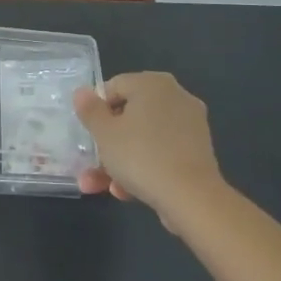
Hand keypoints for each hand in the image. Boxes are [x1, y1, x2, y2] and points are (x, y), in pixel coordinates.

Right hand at [74, 71, 225, 226]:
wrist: (192, 198)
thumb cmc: (141, 155)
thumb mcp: (104, 133)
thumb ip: (90, 110)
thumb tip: (82, 92)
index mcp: (152, 83)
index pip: (114, 87)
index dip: (96, 110)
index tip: (88, 134)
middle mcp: (175, 97)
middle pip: (129, 116)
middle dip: (105, 144)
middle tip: (89, 164)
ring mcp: (189, 125)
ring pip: (143, 139)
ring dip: (119, 162)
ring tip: (99, 187)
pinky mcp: (197, 152)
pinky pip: (161, 153)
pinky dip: (143, 168)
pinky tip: (125, 193)